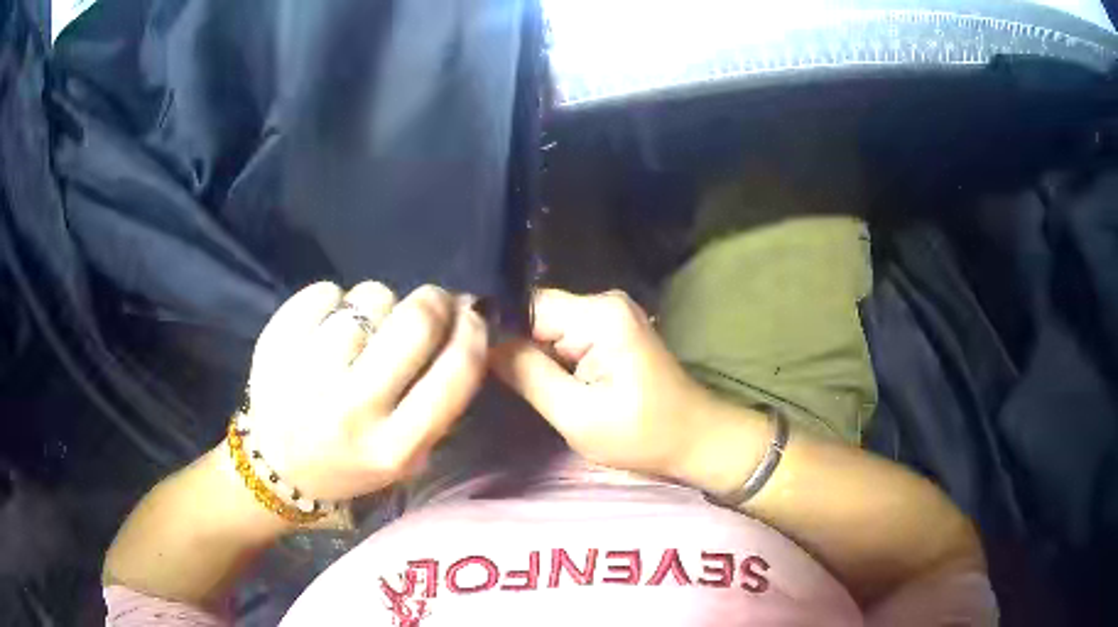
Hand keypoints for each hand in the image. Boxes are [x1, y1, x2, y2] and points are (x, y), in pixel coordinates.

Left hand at [242, 281, 486, 501]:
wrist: (277, 469)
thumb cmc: (351, 461)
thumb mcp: (407, 456)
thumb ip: (439, 398)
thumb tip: (467, 317)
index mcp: (394, 447)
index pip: (456, 372)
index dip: (473, 331)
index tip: (471, 315)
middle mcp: (352, 411)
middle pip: (415, 322)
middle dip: (433, 300)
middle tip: (428, 302)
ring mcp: (308, 374)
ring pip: (370, 298)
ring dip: (378, 304)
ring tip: (364, 327)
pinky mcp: (275, 344)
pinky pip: (325, 292)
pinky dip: (334, 299)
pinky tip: (327, 325)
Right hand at [491, 289, 725, 478]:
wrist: (697, 439)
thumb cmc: (643, 435)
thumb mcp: (577, 415)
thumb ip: (528, 375)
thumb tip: (482, 344)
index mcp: (599, 315)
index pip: (527, 307)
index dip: (497, 332)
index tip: (473, 361)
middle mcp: (604, 302)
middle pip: (536, 315)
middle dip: (514, 347)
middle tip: (491, 381)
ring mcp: (610, 315)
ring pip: (548, 328)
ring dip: (531, 355)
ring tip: (510, 384)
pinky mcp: (612, 332)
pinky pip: (565, 337)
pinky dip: (551, 359)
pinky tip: (541, 381)